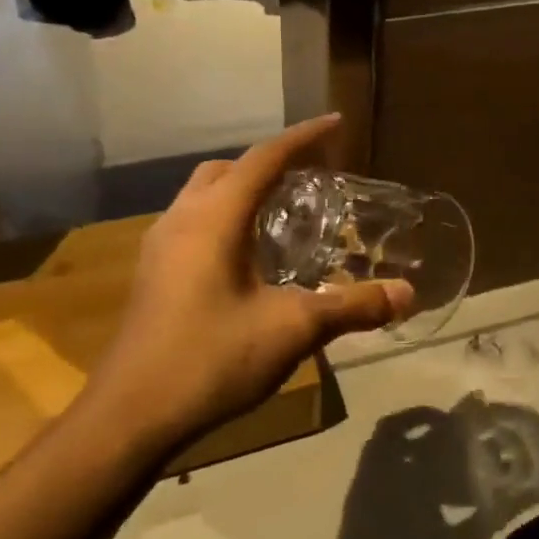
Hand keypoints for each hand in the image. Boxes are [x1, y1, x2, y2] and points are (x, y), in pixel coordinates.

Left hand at [81, 116, 413, 447]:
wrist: (131, 415)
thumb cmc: (211, 360)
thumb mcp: (292, 330)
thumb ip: (351, 306)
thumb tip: (407, 294)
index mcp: (213, 219)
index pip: (264, 159)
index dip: (303, 138)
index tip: (336, 123)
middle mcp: (181, 221)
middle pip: (227, 170)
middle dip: (269, 164)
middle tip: (310, 179)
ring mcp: (160, 249)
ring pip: (204, 197)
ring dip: (242, 192)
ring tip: (283, 216)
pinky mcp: (152, 277)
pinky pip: (193, 226)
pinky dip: (224, 221)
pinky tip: (248, 261)